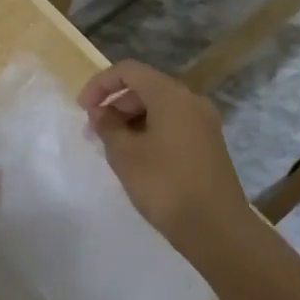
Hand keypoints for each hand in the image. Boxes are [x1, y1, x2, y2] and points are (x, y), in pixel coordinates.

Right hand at [79, 60, 253, 260]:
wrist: (217, 229)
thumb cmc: (165, 185)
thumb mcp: (125, 155)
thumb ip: (107, 127)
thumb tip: (101, 113)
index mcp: (171, 95)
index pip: (129, 70)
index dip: (100, 84)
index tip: (82, 109)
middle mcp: (191, 101)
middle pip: (145, 87)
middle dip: (115, 104)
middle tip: (94, 132)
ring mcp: (204, 123)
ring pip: (159, 107)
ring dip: (131, 120)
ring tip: (112, 148)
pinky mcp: (208, 144)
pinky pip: (173, 124)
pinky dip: (150, 131)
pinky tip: (137, 158)